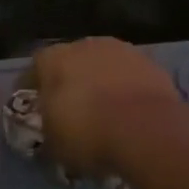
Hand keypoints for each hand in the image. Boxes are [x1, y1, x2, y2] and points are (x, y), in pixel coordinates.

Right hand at [26, 37, 181, 178]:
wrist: (146, 130)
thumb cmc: (87, 133)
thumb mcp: (53, 143)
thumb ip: (48, 128)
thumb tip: (50, 130)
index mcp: (53, 59)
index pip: (36, 67)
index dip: (35, 87)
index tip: (38, 106)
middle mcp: (85, 46)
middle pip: (72, 60)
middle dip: (71, 80)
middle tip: (73, 108)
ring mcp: (122, 51)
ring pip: (104, 65)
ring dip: (102, 82)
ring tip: (106, 111)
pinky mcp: (152, 64)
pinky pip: (131, 75)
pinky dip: (128, 89)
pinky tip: (130, 112)